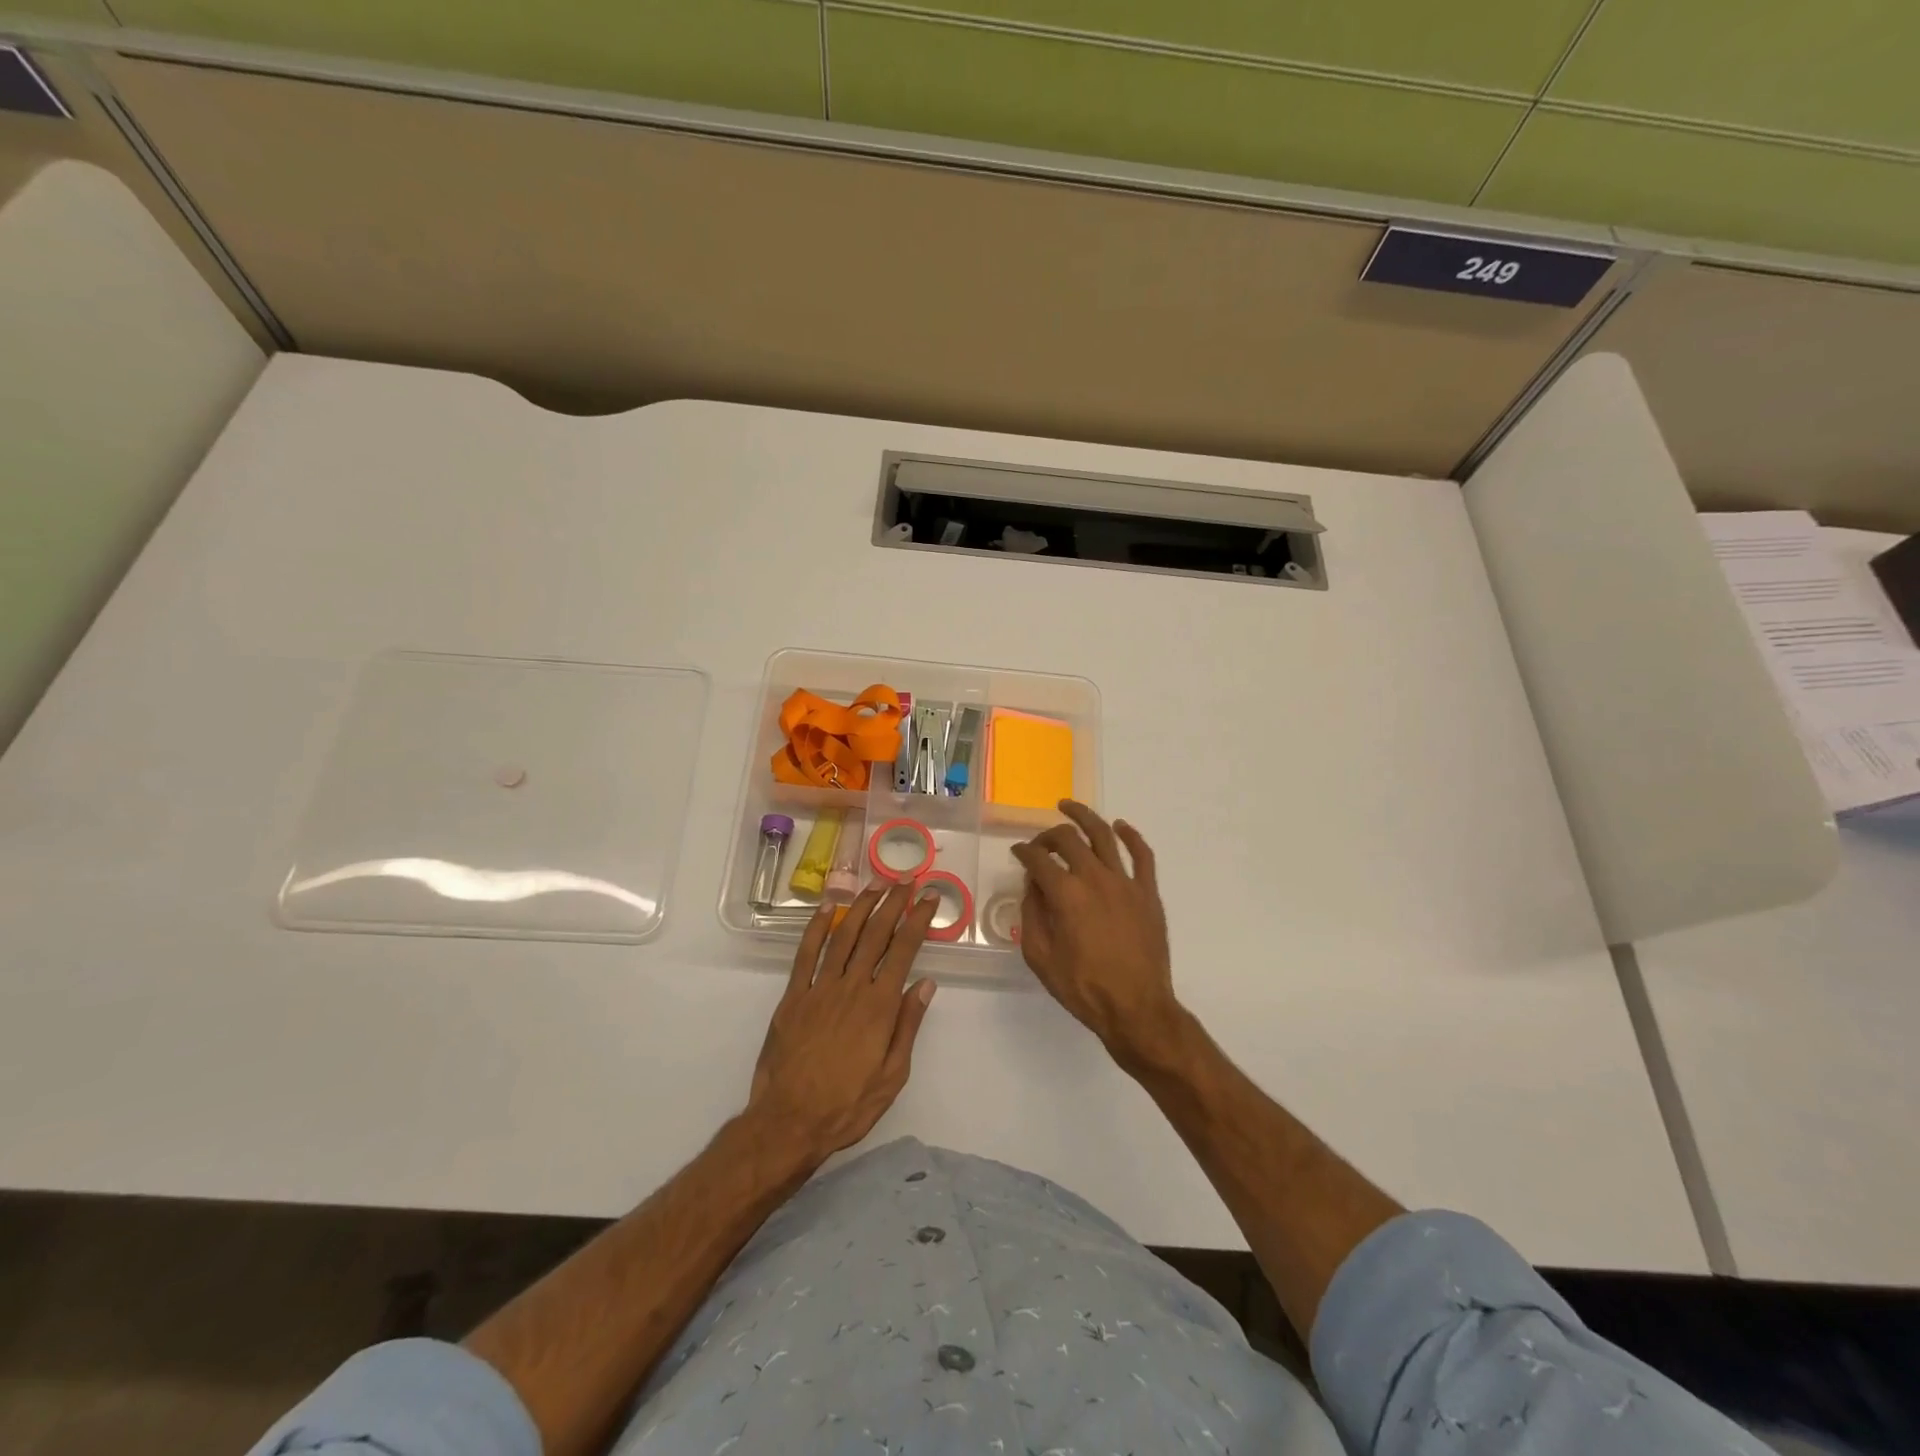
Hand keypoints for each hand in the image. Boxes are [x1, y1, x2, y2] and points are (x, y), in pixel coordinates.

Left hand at [748, 882, 939, 1159]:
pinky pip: (806, 953)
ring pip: (843, 936)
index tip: (929, 897)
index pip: (904, 951)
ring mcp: (819, 988)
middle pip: (876, 934)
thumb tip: (926, 984)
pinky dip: (816, 927)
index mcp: (879, 1006)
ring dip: (860, 906)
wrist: (788, 1122)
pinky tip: (827, 908)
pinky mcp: (793, 996)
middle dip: (894, 903)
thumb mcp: (893, 1076)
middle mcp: (851, 988)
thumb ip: (908, 1026)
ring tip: (875, 884)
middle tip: (906, 879)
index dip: (918, 920)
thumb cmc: (847, 1106)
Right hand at [1012, 801, 1184, 1071]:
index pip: (1038, 859)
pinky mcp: (1148, 892)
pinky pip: (1142, 854)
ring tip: (1069, 807)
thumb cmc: (1083, 987)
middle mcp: (1094, 878)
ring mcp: (1125, 882)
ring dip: (1084, 816)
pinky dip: (1131, 835)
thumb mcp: (1040, 957)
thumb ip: (1032, 915)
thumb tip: (1033, 887)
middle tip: (1040, 842)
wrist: (1136, 1008)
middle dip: (1048, 835)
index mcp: (1065, 894)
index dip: (1023, 851)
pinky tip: (1120, 826)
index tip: (1018, 852)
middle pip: (1068, 839)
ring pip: (1104, 835)